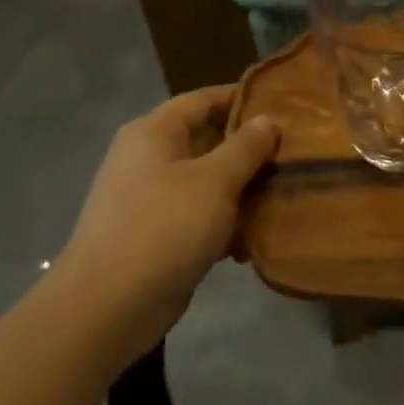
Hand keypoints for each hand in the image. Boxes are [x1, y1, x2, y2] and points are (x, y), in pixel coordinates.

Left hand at [58, 85, 279, 367]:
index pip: (203, 100)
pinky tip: (258, 236)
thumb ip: (245, 148)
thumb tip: (267, 120)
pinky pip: (201, 216)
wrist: (108, 307)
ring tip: (287, 192)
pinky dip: (227, 223)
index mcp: (155, 133)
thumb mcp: (214, 182)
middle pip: (208, 140)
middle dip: (250, 149)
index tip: (284, 105)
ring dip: (243, 189)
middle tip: (295, 153)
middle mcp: (150, 158)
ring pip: (208, 182)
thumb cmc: (163, 228)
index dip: (242, 98)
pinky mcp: (159, 235)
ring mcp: (152, 199)